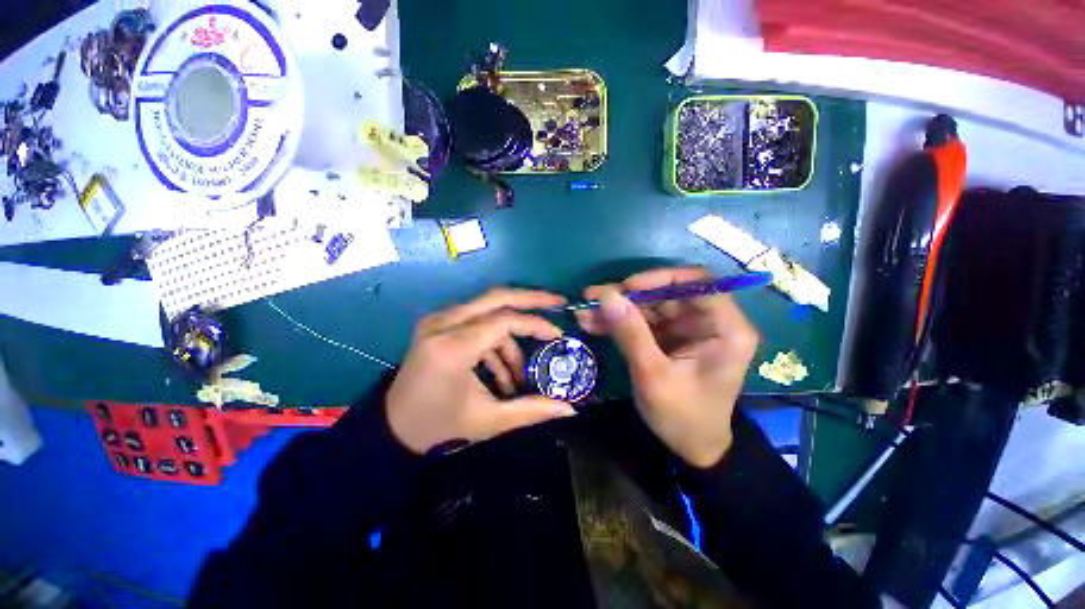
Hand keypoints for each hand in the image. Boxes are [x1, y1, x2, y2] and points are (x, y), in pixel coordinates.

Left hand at [386, 288, 577, 453]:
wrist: (393, 427)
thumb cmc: (440, 426)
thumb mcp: (489, 420)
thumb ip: (532, 410)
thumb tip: (571, 409)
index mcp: (453, 347)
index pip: (505, 321)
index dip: (535, 324)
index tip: (557, 334)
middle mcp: (443, 324)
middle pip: (496, 296)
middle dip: (531, 298)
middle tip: (558, 302)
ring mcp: (437, 320)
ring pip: (489, 308)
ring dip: (511, 334)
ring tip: (519, 374)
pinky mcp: (438, 323)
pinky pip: (477, 321)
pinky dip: (495, 340)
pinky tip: (500, 371)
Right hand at [576, 267, 758, 467]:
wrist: (691, 449)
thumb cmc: (683, 416)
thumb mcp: (653, 375)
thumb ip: (631, 332)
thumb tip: (606, 295)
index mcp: (725, 328)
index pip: (698, 283)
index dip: (660, 279)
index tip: (626, 287)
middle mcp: (708, 322)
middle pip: (666, 293)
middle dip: (627, 296)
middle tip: (592, 298)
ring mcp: (687, 329)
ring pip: (649, 306)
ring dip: (617, 309)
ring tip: (584, 312)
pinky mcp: (670, 338)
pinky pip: (643, 322)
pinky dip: (619, 322)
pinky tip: (593, 323)